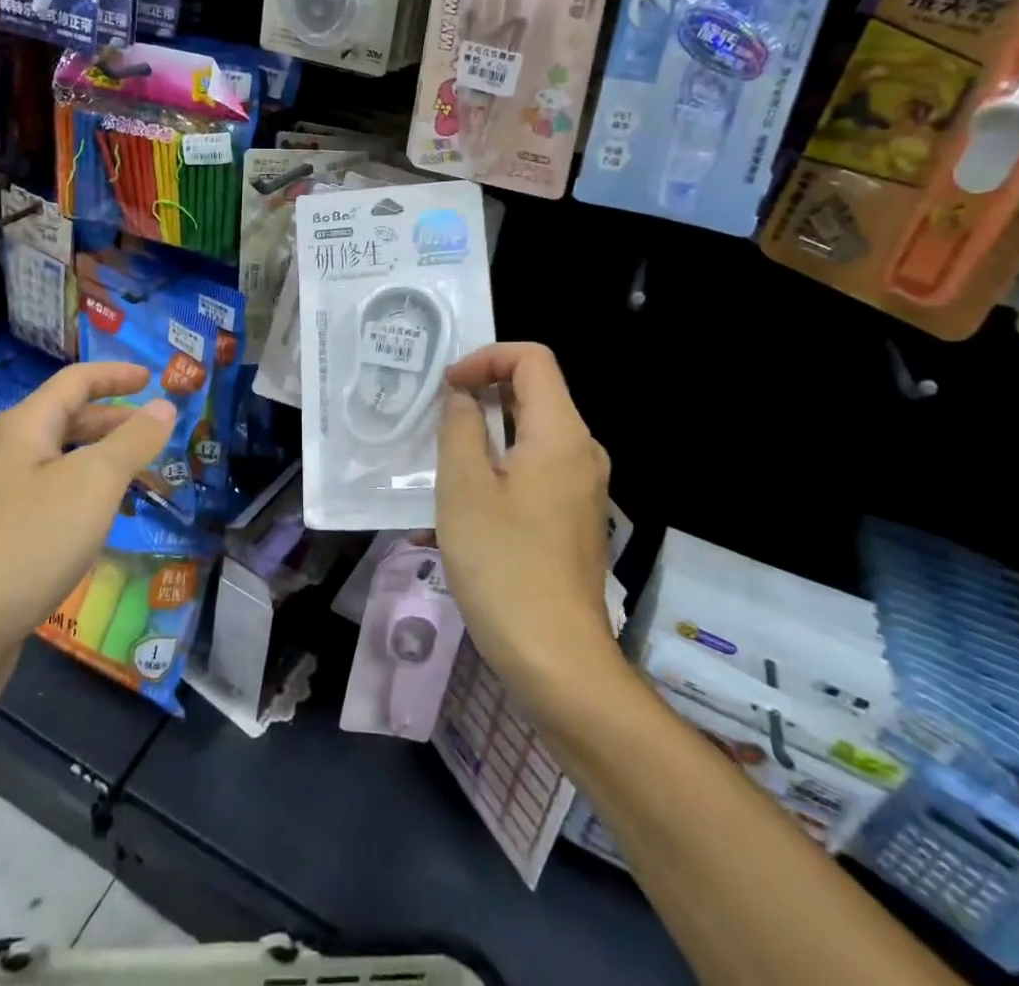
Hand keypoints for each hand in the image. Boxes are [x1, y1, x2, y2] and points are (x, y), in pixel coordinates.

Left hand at [0, 362, 175, 655]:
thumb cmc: (32, 540)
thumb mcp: (95, 482)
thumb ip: (133, 440)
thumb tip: (165, 405)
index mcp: (26, 426)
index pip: (76, 381)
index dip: (116, 375)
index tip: (153, 379)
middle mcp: (10, 453)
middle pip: (68, 419)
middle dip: (115, 420)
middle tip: (157, 431)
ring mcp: (3, 496)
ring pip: (63, 461)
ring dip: (104, 460)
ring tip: (143, 476)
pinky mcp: (2, 536)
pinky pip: (55, 496)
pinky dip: (87, 494)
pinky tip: (105, 520)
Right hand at [437, 343, 615, 711]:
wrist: (557, 660)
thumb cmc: (503, 565)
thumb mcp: (464, 487)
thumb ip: (462, 426)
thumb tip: (465, 397)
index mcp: (562, 433)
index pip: (532, 358)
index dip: (486, 358)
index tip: (448, 388)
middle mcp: (582, 452)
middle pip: (534, 393)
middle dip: (483, 393)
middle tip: (436, 417)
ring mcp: (582, 489)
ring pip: (531, 435)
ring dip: (485, 436)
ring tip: (439, 463)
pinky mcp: (573, 519)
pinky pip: (535, 471)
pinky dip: (499, 468)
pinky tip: (461, 508)